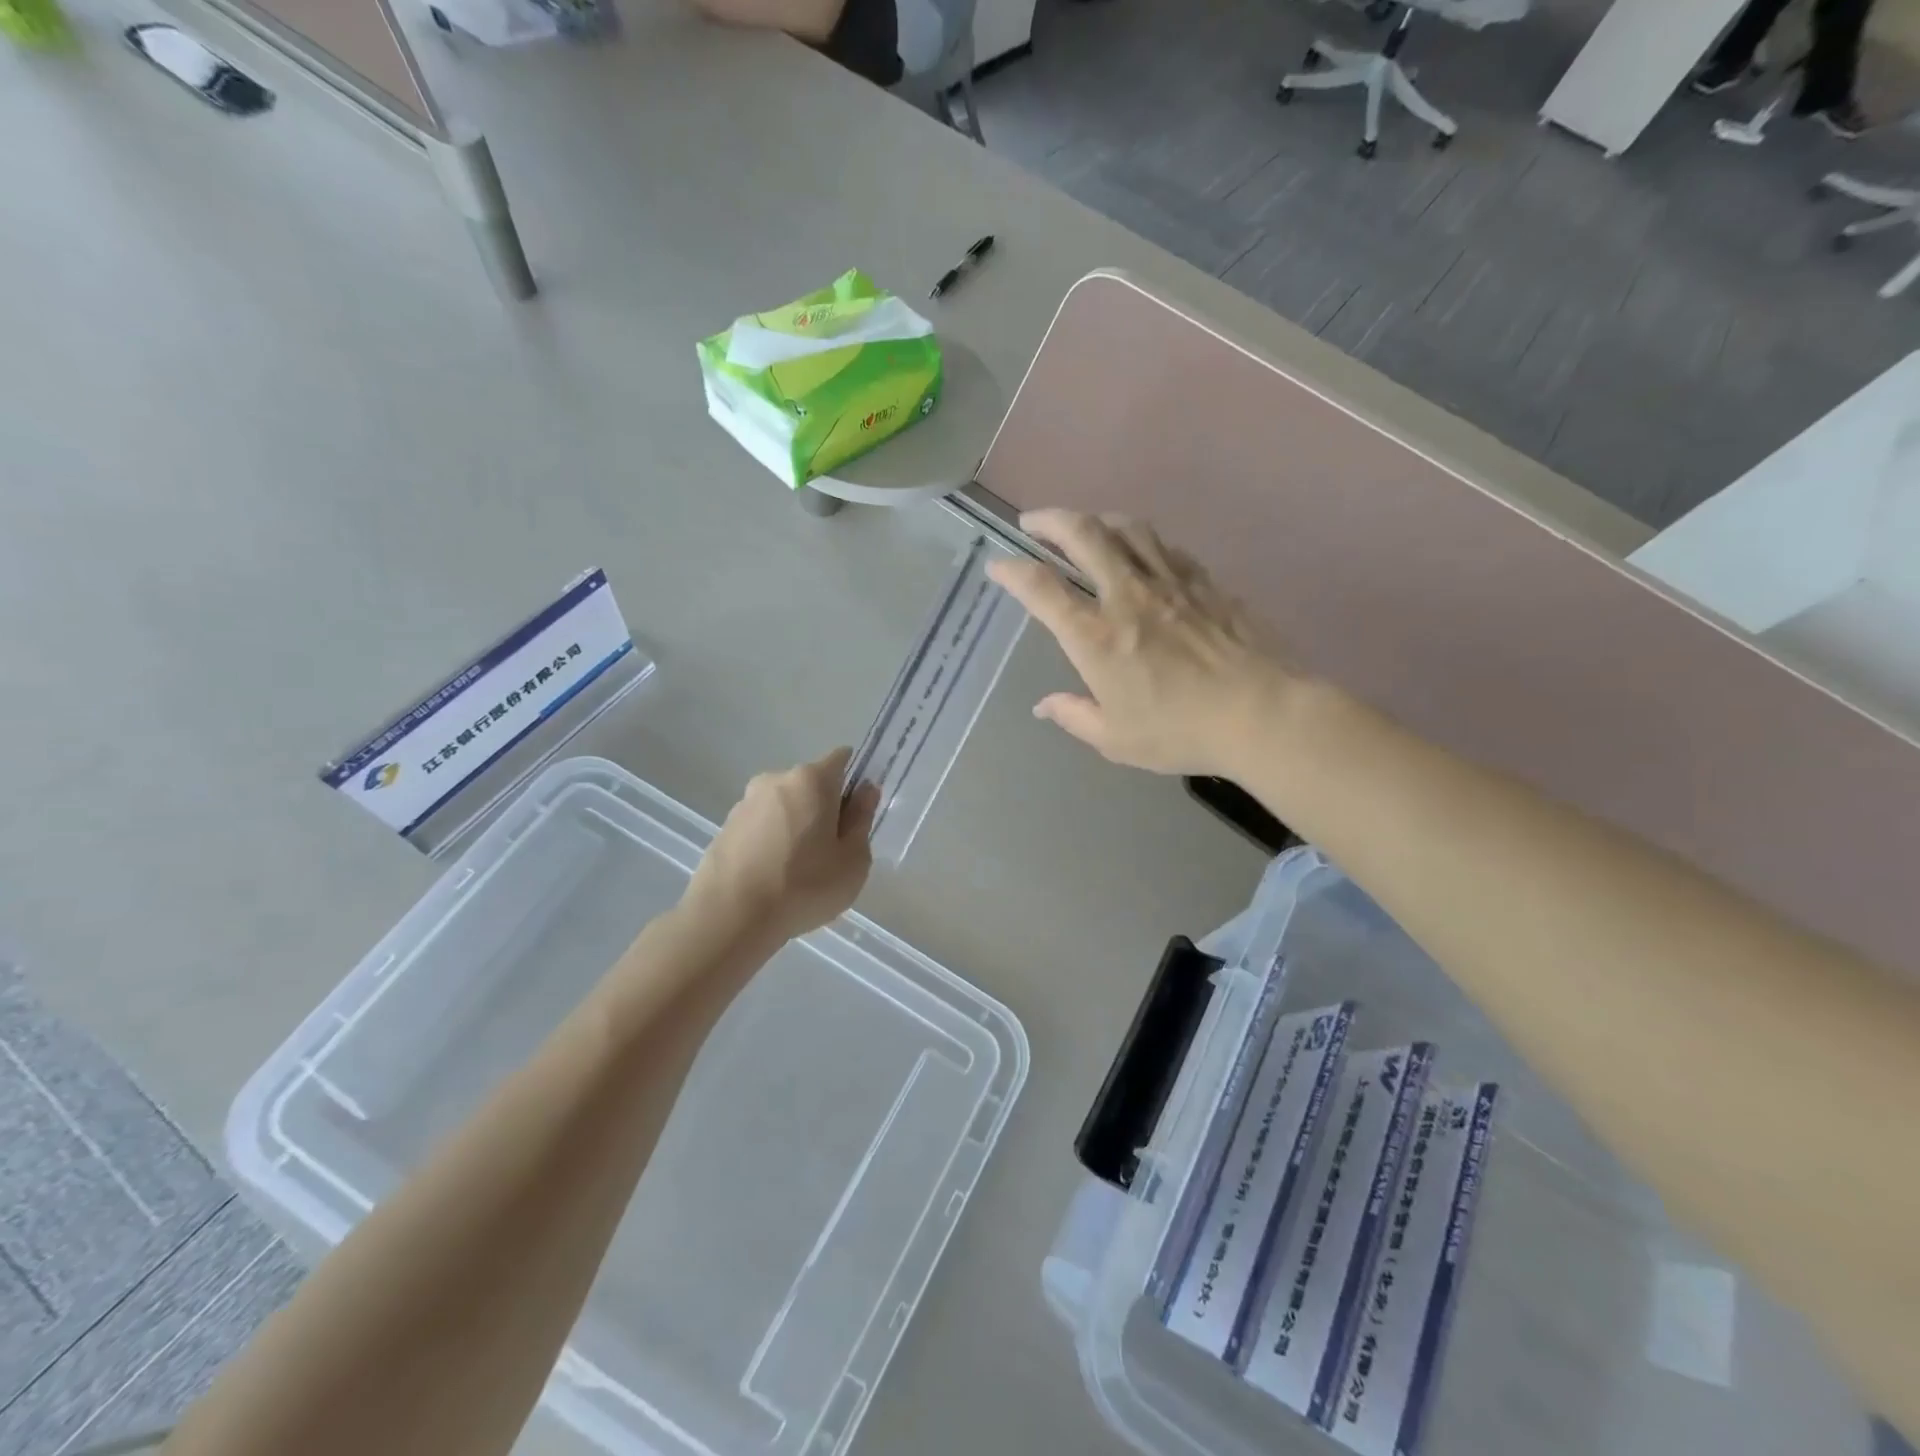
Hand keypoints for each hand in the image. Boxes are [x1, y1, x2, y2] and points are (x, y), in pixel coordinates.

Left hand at [685, 748, 879, 944]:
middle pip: (812, 785)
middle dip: (824, 809)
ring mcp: (745, 803)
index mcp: (811, 780)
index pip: (842, 759)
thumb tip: (865, 792)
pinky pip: (760, 827)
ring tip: (797, 872)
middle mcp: (775, 780)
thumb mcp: (853, 861)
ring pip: (784, 807)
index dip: (855, 782)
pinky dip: (771, 843)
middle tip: (830, 852)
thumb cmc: (803, 886)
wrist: (729, 918)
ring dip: (795, 826)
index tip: (856, 816)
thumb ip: (862, 820)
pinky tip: (772, 878)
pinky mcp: (724, 828)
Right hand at [986, 509, 1292, 776]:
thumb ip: (1074, 716)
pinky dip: (1142, 540)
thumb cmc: (1180, 731)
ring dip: (1097, 519)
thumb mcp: (1115, 739)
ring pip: (1127, 528)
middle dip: (1050, 520)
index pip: (1041, 588)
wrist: (1260, 713)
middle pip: (1083, 534)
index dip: (1011, 570)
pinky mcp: (1205, 582)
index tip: (997, 565)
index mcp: (1095, 637)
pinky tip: (1141, 551)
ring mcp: (1170, 583)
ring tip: (1085, 526)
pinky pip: (1166, 547)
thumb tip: (1044, 705)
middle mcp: (1127, 596)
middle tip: (1033, 522)